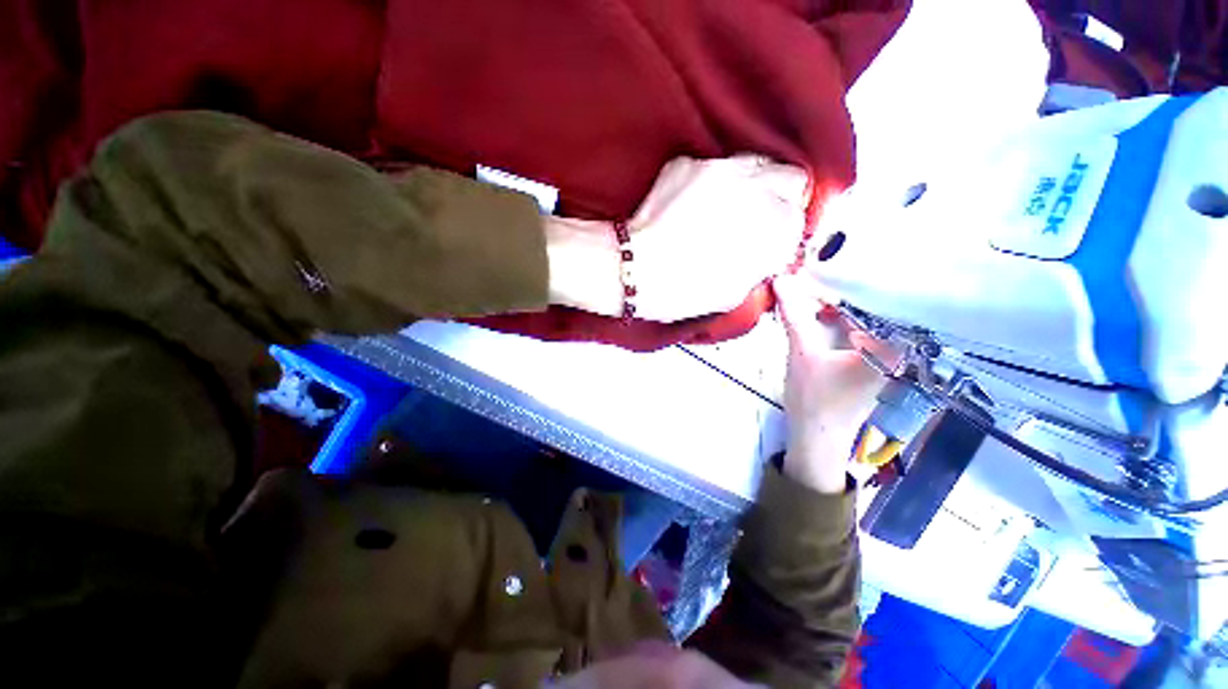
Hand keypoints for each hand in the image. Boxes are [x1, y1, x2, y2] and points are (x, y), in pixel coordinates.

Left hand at [630, 156, 808, 321]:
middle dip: (783, 197)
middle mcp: (753, 187)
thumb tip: (768, 251)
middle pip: (791, 177)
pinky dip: (713, 183)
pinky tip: (696, 204)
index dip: (788, 229)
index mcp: (771, 224)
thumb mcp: (734, 293)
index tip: (776, 238)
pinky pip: (715, 166)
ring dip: (753, 184)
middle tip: (763, 217)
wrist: (634, 271)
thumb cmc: (682, 290)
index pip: (801, 214)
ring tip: (732, 207)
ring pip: (756, 163)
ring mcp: (718, 169)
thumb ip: (760, 266)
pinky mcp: (686, 163)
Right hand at [774, 274, 895, 493]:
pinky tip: (822, 308)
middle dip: (845, 286)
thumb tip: (782, 280)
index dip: (854, 275)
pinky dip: (840, 317)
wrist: (816, 437)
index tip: (830, 256)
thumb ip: (794, 314)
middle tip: (820, 264)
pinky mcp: (870, 361)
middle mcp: (897, 347)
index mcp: (892, 346)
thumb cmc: (814, 399)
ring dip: (840, 301)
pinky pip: (859, 329)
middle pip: (873, 305)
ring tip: (818, 281)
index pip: (881, 297)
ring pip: (865, 317)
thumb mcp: (801, 352)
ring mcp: (885, 355)